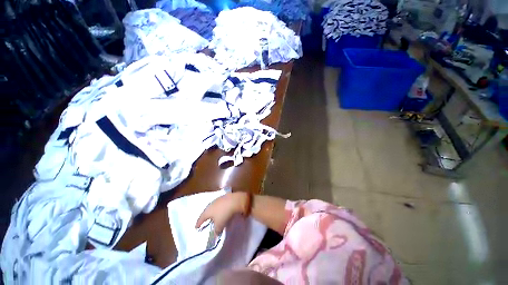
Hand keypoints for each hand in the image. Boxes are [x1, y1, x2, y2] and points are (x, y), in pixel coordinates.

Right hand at [195, 192, 246, 235]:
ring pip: (213, 207)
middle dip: (205, 217)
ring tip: (213, 217)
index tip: (196, 227)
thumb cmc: (224, 213)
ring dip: (213, 212)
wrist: (235, 200)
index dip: (198, 223)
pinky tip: (222, 211)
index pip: (201, 218)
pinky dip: (220, 209)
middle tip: (204, 221)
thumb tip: (215, 234)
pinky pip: (220, 205)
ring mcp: (218, 200)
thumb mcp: (219, 225)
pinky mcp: (225, 197)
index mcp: (207, 210)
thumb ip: (216, 231)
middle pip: (207, 211)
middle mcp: (211, 204)